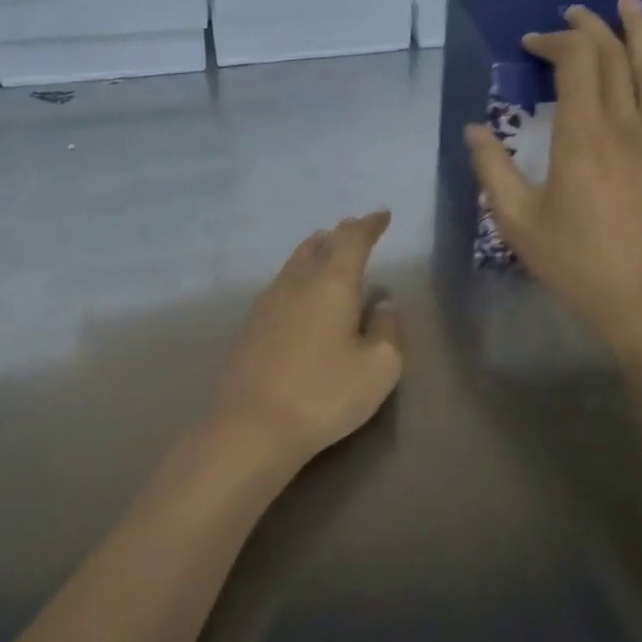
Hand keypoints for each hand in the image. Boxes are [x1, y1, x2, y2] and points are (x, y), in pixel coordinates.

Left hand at [210, 212, 403, 471]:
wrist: (252, 425)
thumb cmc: (324, 393)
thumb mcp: (378, 368)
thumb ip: (389, 329)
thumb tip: (384, 304)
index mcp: (331, 282)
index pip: (352, 238)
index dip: (369, 224)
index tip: (382, 216)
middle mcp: (298, 281)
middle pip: (319, 244)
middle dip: (341, 235)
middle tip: (357, 233)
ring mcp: (269, 301)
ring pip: (296, 261)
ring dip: (316, 252)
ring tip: (329, 252)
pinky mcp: (253, 324)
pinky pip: (282, 283)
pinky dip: (300, 275)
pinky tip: (303, 294)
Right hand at [465, 0, 641, 363]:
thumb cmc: (577, 264)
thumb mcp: (517, 221)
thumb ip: (493, 169)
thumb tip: (474, 128)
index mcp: (581, 137)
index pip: (574, 64)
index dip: (554, 42)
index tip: (532, 43)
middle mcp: (626, 127)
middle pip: (613, 58)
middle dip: (591, 29)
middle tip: (573, 14)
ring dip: (640, 32)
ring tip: (628, 2)